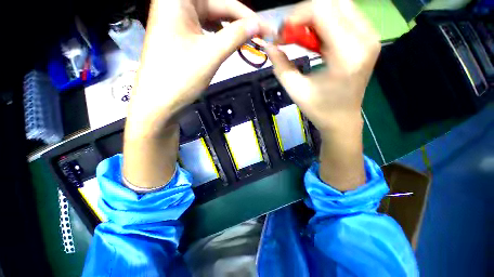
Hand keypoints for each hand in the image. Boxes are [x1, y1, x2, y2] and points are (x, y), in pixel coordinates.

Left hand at [127, 0, 270, 133]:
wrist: (159, 103)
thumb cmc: (181, 77)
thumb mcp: (212, 54)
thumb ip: (236, 36)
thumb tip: (258, 25)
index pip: (223, 1)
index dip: (247, 15)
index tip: (265, 28)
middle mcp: (174, 4)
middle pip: (215, 7)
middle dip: (239, 22)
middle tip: (259, 36)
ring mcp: (176, 20)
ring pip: (210, 18)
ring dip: (229, 30)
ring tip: (247, 41)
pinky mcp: (178, 35)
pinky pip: (203, 29)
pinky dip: (217, 36)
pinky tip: (228, 42)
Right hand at [265, 0, 380, 189]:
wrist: (344, 123)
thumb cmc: (320, 112)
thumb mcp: (296, 90)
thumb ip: (282, 65)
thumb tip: (270, 46)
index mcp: (349, 54)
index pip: (321, 11)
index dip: (295, 17)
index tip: (279, 33)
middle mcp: (365, 40)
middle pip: (332, 3)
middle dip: (303, 14)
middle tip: (287, 34)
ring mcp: (369, 39)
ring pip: (339, 8)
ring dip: (314, 18)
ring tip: (298, 38)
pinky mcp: (365, 42)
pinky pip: (343, 19)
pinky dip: (323, 23)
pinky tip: (312, 40)